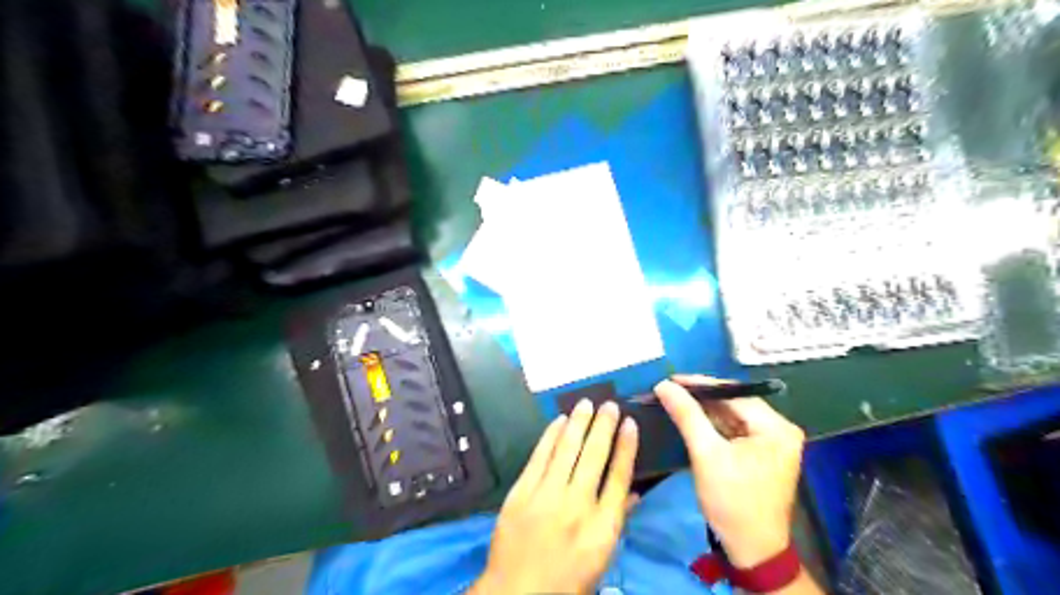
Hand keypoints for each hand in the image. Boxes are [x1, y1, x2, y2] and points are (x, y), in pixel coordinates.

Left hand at [472, 400, 635, 593]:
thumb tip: (634, 491)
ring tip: (587, 403)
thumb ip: (617, 520)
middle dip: (604, 426)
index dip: (626, 447)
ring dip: (578, 423)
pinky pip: (539, 456)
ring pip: (567, 449)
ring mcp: (546, 495)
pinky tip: (558, 420)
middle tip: (609, 405)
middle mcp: (577, 505)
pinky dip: (550, 435)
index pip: (619, 476)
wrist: (516, 594)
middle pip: (595, 456)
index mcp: (602, 526)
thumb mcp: (602, 558)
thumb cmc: (566, 580)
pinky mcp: (522, 491)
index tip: (630, 424)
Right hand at [655, 375, 802, 567]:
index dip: (701, 384)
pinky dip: (713, 427)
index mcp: (776, 427)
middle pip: (735, 404)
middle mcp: (780, 430)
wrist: (751, 550)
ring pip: (733, 417)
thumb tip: (664, 385)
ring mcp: (773, 443)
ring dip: (705, 412)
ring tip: (675, 401)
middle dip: (701, 398)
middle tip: (670, 390)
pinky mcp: (762, 454)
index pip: (735, 393)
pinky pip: (734, 431)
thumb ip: (687, 415)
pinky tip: (691, 420)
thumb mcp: (706, 454)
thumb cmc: (732, 501)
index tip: (671, 378)